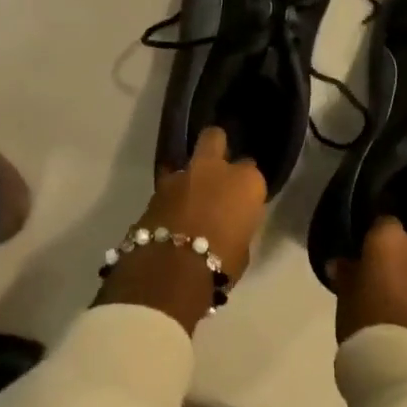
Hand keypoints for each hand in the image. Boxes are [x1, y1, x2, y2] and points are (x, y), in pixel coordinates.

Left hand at [99, 128, 266, 333]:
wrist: (173, 268)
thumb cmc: (222, 262)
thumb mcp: (243, 246)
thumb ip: (238, 223)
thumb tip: (229, 222)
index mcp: (245, 181)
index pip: (250, 170)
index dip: (244, 184)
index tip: (241, 198)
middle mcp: (214, 168)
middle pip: (214, 138)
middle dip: (215, 147)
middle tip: (216, 169)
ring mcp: (182, 175)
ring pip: (187, 162)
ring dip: (189, 176)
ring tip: (189, 197)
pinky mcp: (156, 189)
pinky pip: (168, 186)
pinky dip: (171, 195)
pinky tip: (172, 212)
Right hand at [330, 217, 406, 358]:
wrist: (399, 362)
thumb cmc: (363, 319)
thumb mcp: (345, 293)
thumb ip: (347, 272)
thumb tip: (342, 264)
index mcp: (390, 239)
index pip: (383, 224)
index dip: (374, 240)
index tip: (365, 257)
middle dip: (401, 258)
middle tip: (384, 280)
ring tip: (402, 302)